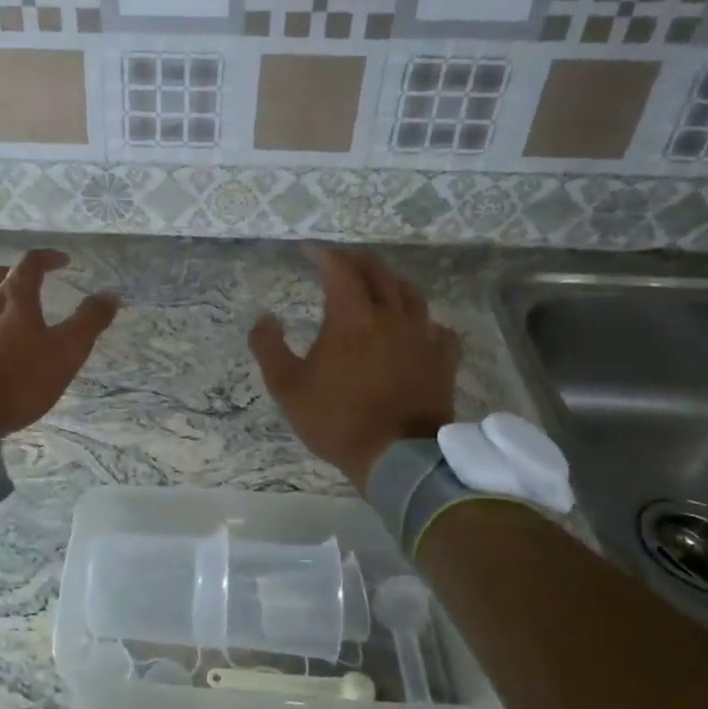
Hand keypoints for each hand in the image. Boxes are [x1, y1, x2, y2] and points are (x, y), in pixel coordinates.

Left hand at [0, 249, 119, 436]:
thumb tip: (110, 294)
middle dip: (17, 274)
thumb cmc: (19, 380)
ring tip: (7, 318)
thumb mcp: (66, 353)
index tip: (63, 262)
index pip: (31, 263)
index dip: (49, 258)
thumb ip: (89, 322)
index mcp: (13, 298)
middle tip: (33, 284)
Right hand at [249, 247, 460, 488]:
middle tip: (341, 261)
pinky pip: (437, 327)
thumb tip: (264, 318)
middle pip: (378, 272)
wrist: (398, 458)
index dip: (323, 255)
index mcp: (352, 317)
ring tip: (379, 284)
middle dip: (357, 260)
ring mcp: (422, 335)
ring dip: (391, 281)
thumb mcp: (287, 387)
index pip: (339, 270)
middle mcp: (391, 315)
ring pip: (411, 293)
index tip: (309, 251)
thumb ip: (269, 348)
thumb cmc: (337, 420)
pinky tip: (417, 328)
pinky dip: (423, 320)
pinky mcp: (442, 359)